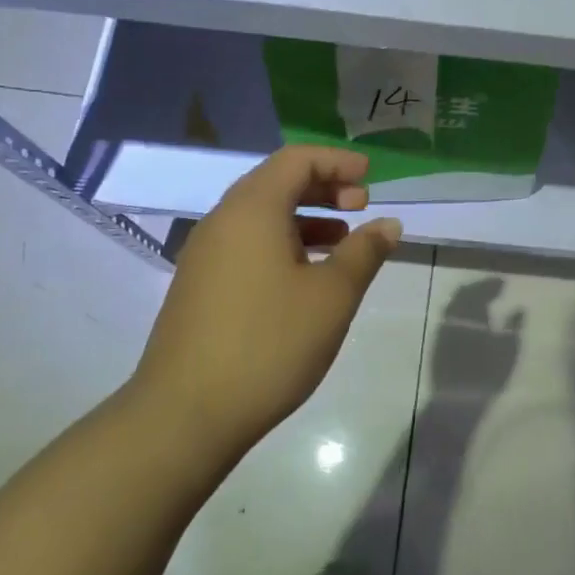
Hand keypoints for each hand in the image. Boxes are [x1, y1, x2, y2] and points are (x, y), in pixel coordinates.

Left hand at [128, 147, 402, 464]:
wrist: (186, 414)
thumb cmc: (269, 344)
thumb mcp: (332, 296)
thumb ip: (364, 252)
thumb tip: (389, 224)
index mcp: (252, 210)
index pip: (296, 160)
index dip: (337, 162)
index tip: (370, 175)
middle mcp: (222, 221)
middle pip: (276, 182)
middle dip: (323, 187)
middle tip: (361, 204)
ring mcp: (205, 255)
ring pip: (260, 216)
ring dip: (305, 217)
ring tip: (342, 240)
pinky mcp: (199, 286)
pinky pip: (246, 244)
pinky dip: (282, 243)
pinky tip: (306, 276)